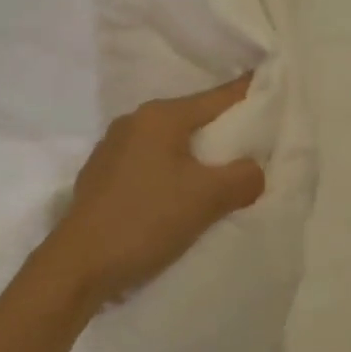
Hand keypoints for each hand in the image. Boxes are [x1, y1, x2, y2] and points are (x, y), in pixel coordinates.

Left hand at [38, 76, 265, 309]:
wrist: (78, 264)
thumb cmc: (146, 220)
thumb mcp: (206, 198)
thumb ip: (243, 177)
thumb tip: (253, 170)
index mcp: (160, 117)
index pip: (216, 97)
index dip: (248, 94)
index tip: (272, 86)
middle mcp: (133, 122)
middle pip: (192, 119)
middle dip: (222, 131)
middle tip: (255, 144)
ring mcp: (112, 149)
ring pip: (169, 144)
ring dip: (195, 156)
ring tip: (221, 174)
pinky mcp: (101, 176)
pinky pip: (148, 164)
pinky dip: (170, 172)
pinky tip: (178, 194)